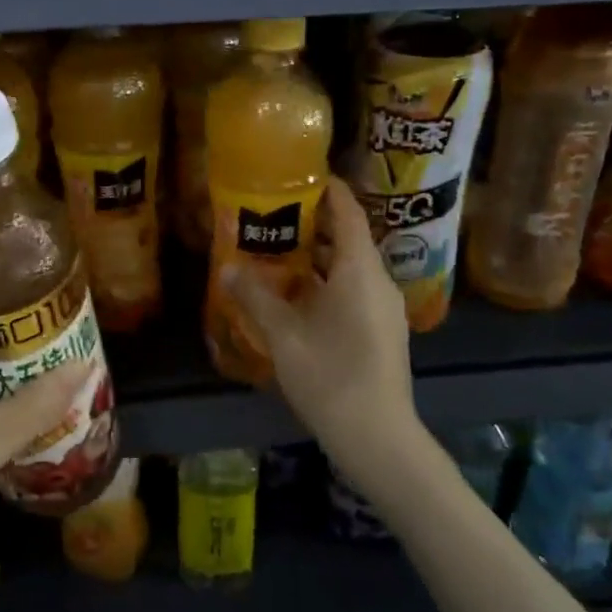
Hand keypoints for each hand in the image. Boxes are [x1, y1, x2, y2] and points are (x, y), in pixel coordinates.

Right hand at [226, 182, 423, 483]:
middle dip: (313, 221)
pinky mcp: (382, 328)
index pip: (348, 212)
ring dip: (317, 254)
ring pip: (350, 264)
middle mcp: (378, 280)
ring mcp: (384, 306)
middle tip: (272, 211)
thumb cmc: (331, 377)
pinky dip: (326, 278)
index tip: (299, 172)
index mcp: (359, 270)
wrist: (379, 438)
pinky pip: (354, 287)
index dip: (328, 188)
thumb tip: (227, 268)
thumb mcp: (284, 335)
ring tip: (277, 247)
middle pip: (348, 236)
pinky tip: (296, 293)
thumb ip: (255, 296)